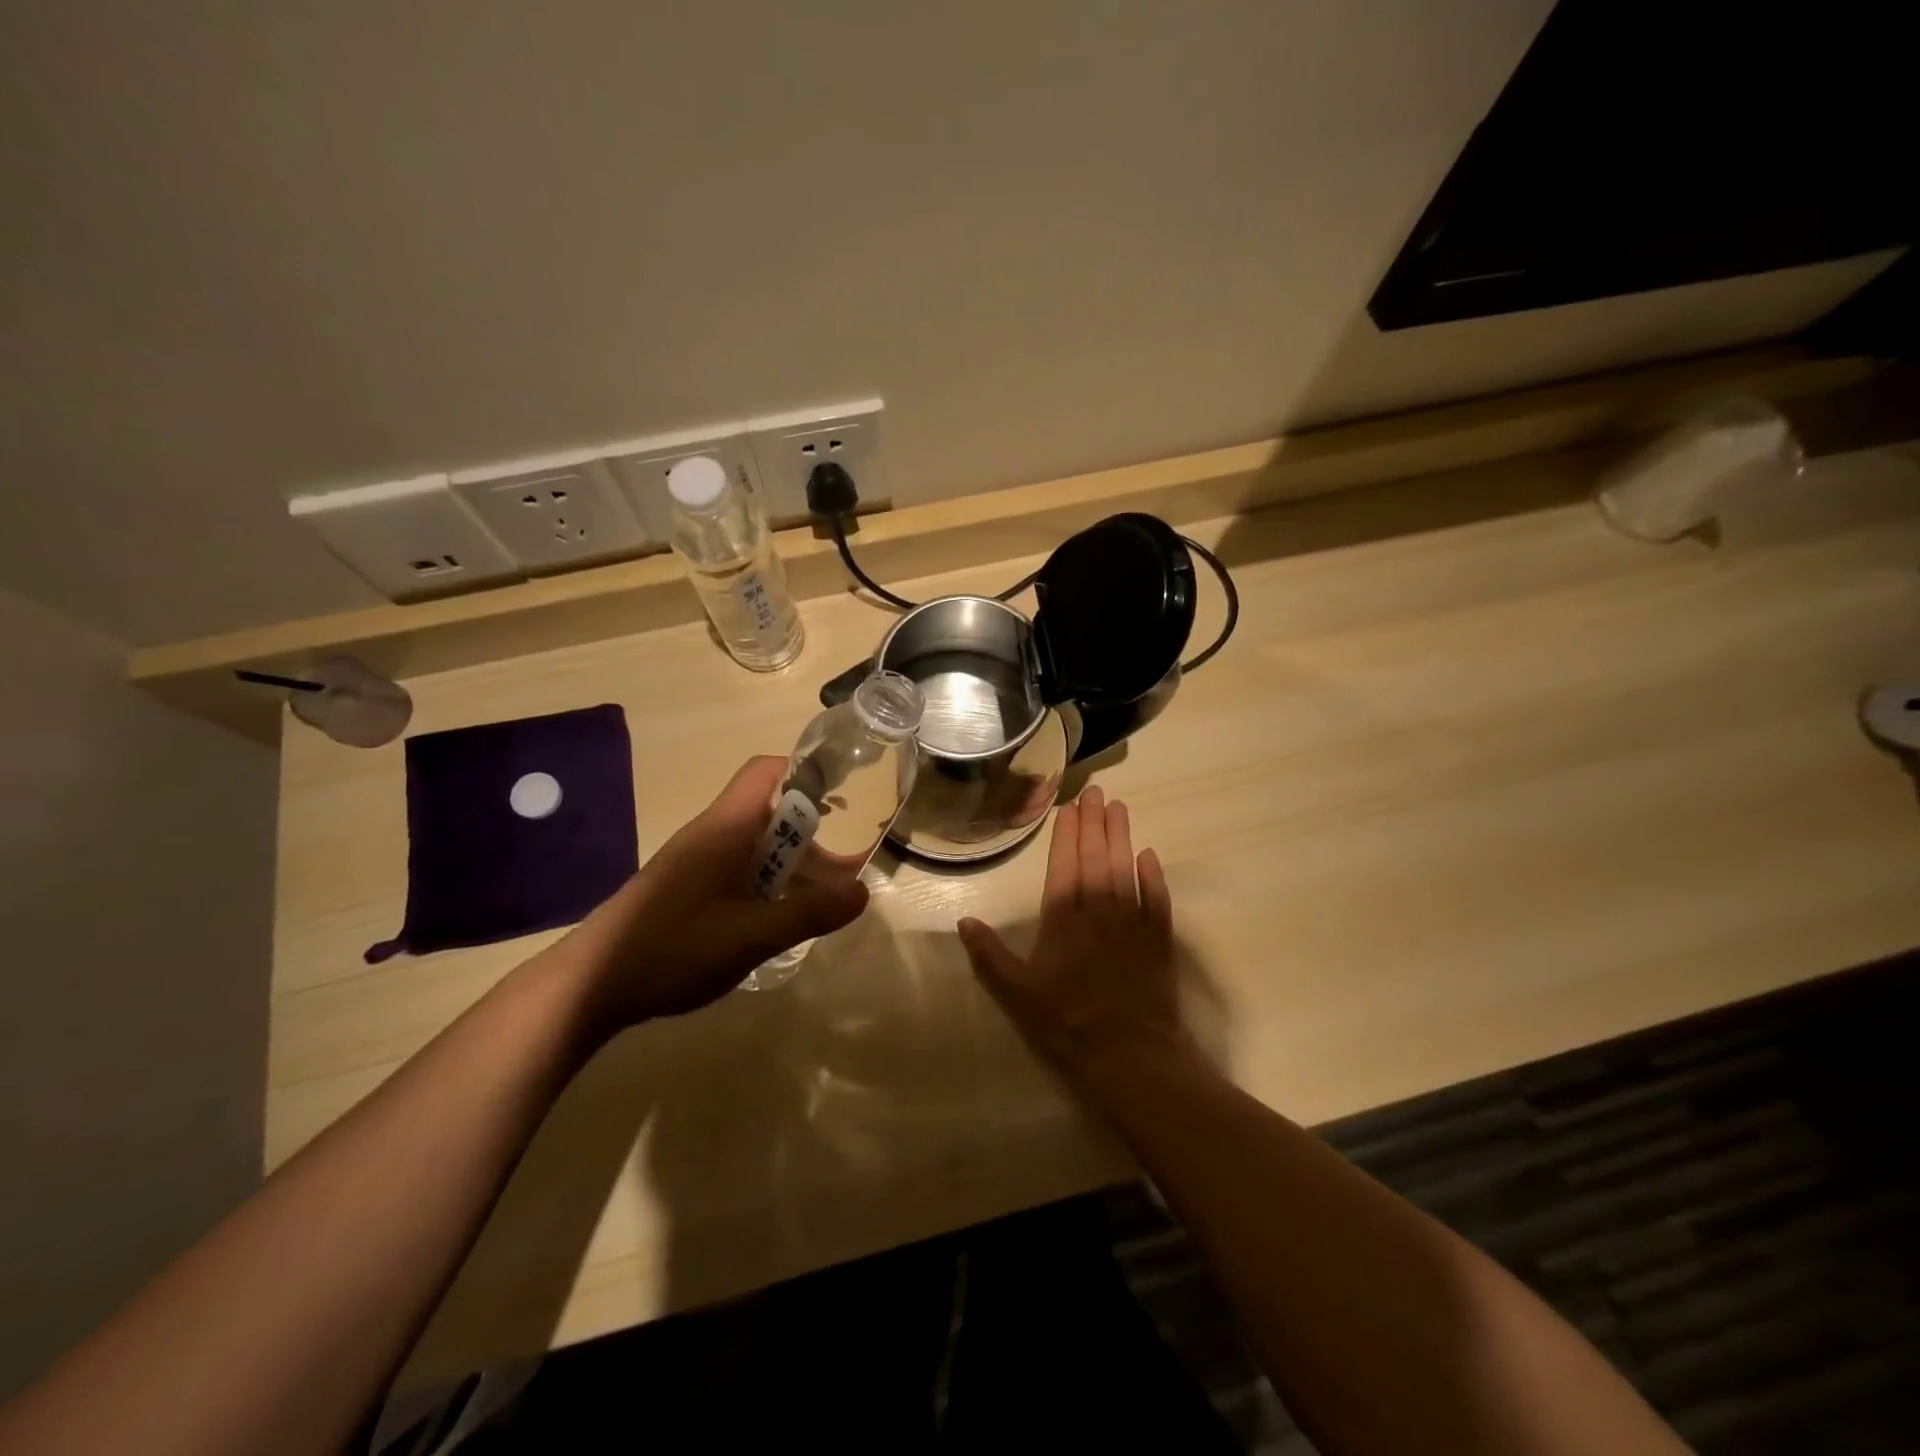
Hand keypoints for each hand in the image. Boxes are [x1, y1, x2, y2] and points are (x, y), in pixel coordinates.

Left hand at [565, 756, 869, 1024]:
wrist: (589, 985)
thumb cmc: (673, 948)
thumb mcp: (751, 936)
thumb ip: (808, 913)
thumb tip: (863, 893)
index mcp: (726, 827)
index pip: (767, 771)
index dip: (807, 772)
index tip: (845, 795)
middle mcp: (712, 834)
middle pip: (770, 810)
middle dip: (812, 831)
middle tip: (847, 865)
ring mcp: (696, 861)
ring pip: (756, 844)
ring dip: (791, 863)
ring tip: (823, 898)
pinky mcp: (687, 888)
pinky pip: (739, 869)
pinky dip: (768, 882)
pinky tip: (779, 918)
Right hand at [957, 785, 1185, 1077]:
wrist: (1129, 1052)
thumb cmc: (1067, 1021)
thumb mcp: (1017, 993)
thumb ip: (990, 955)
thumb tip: (963, 921)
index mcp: (1063, 920)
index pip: (1063, 866)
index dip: (1066, 835)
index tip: (1069, 807)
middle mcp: (1098, 911)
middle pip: (1096, 858)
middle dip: (1094, 823)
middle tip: (1097, 792)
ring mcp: (1132, 923)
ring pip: (1125, 869)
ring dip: (1121, 837)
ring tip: (1119, 808)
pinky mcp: (1159, 939)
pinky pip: (1158, 899)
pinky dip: (1154, 876)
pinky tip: (1150, 855)